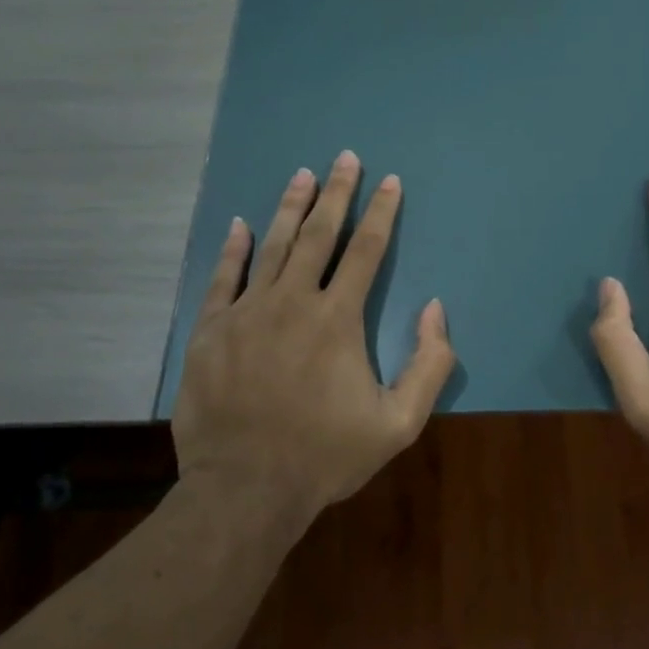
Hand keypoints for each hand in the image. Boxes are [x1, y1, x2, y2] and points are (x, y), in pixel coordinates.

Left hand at [173, 150, 456, 519]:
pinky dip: (234, 249)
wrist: (245, 491)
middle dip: (336, 193)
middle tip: (344, 158)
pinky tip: (240, 225)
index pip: (366, 251)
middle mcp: (292, 302)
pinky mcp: (212, 331)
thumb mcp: (399, 423)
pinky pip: (224, 278)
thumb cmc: (325, 456)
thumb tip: (436, 308)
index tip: (390, 181)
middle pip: (319, 234)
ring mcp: (247, 313)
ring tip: (302, 175)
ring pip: (272, 246)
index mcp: (338, 319)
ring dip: (290, 207)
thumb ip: (429, 364)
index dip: (381, 213)